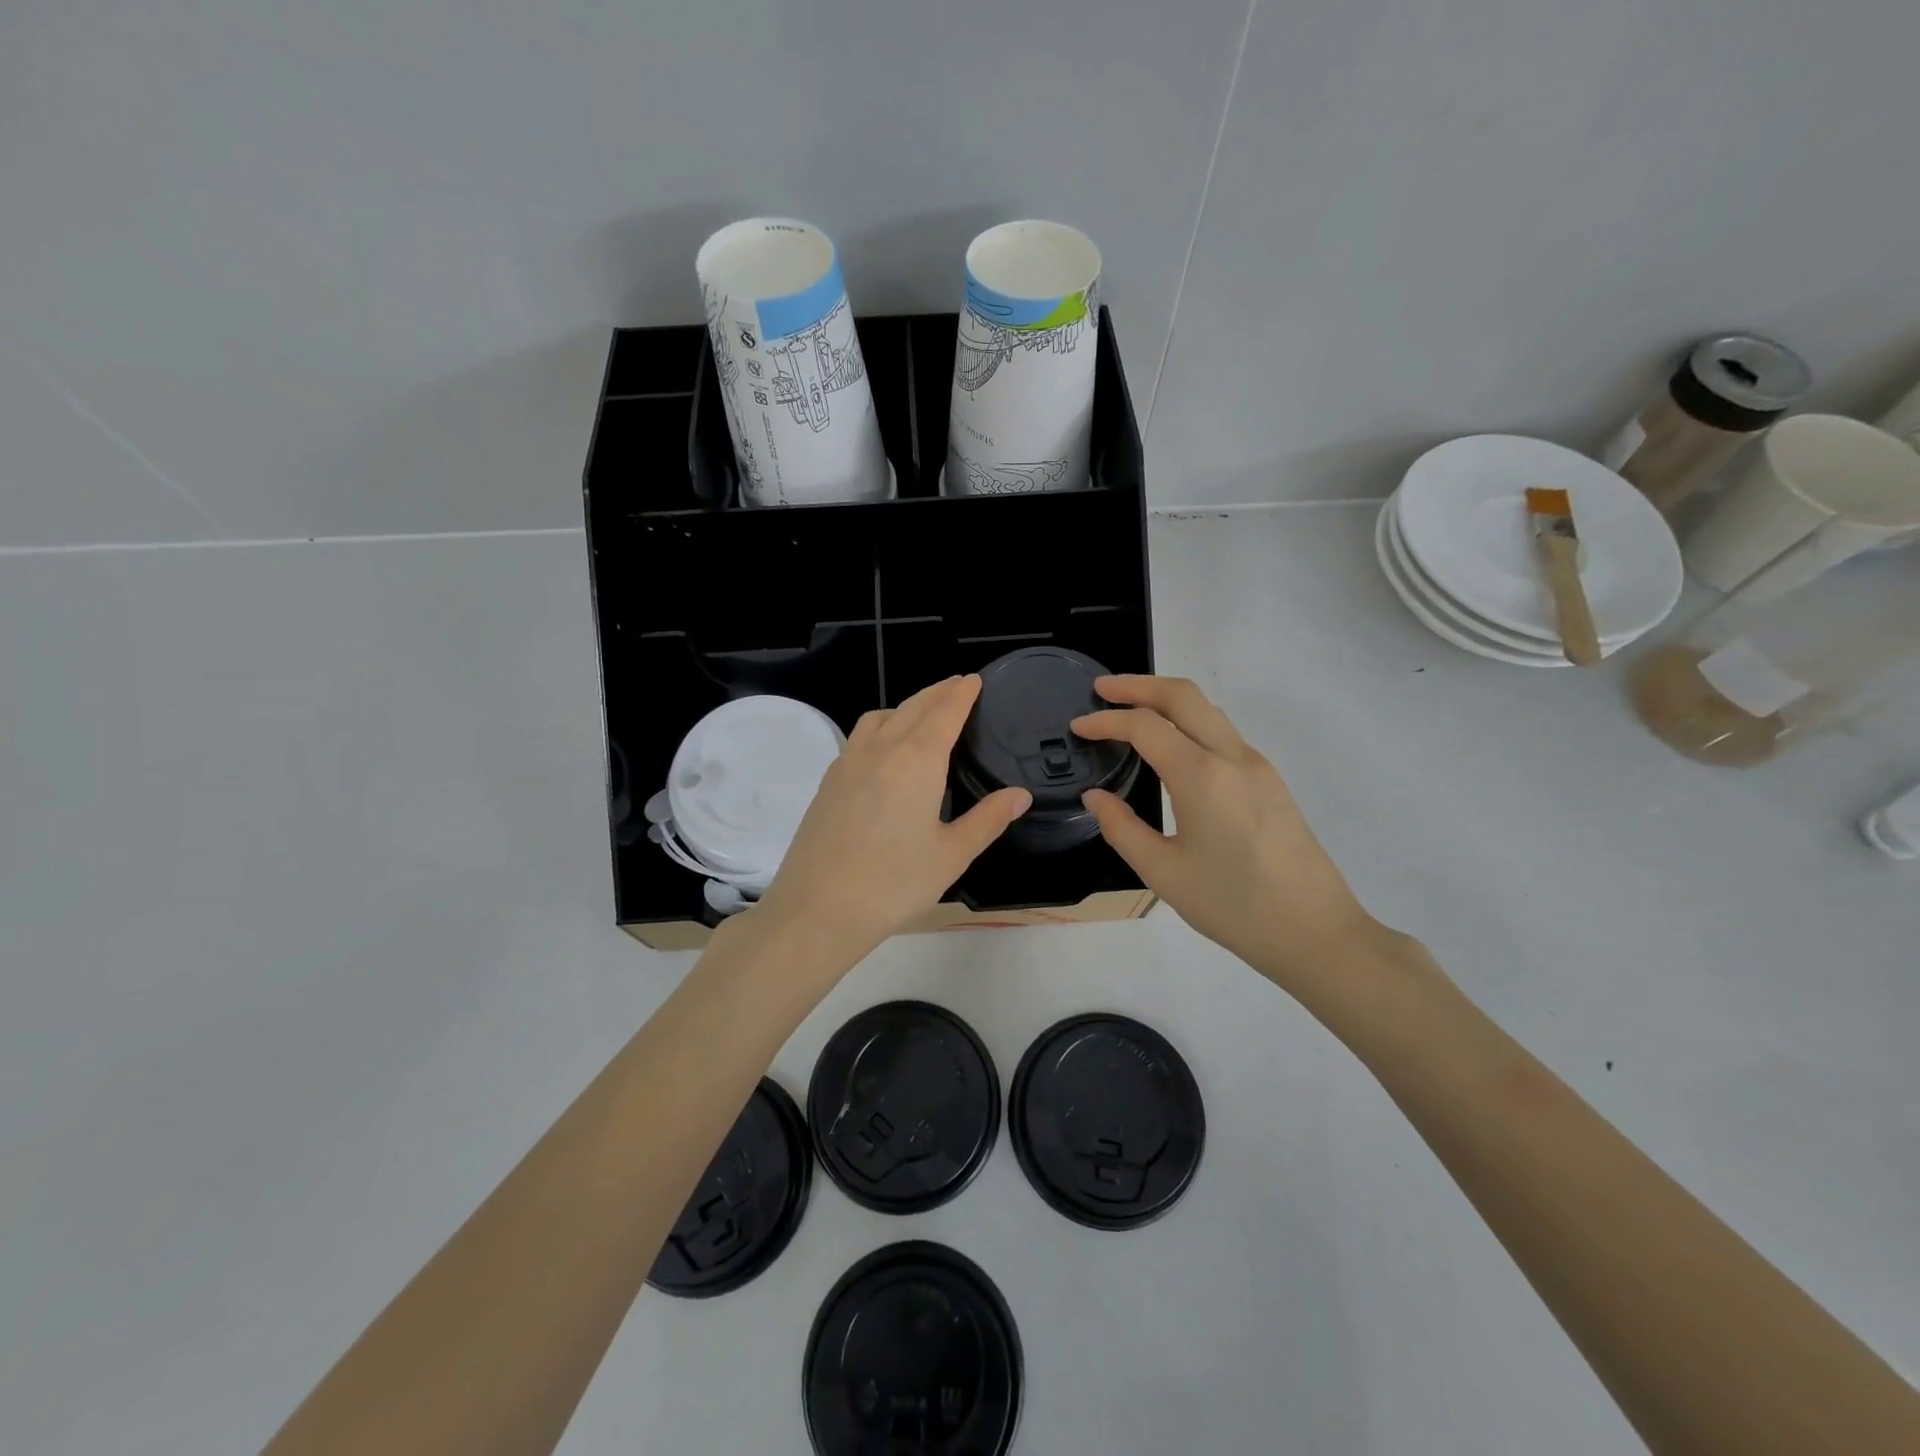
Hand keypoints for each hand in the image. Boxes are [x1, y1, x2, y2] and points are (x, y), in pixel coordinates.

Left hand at [751, 676, 1030, 967]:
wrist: (818, 909)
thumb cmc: (894, 883)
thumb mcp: (952, 854)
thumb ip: (988, 819)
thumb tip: (1019, 795)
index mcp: (917, 761)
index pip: (944, 712)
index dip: (961, 693)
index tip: (973, 679)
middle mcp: (880, 749)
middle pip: (912, 706)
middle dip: (937, 692)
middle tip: (957, 687)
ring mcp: (848, 762)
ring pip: (880, 716)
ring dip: (906, 706)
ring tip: (923, 715)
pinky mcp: (828, 781)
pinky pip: (859, 737)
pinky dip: (881, 726)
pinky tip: (885, 751)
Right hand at [1074, 676, 1383, 990]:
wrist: (1315, 932)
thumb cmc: (1232, 906)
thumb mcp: (1163, 873)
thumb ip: (1121, 827)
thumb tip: (1095, 797)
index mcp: (1202, 777)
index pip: (1145, 726)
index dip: (1106, 721)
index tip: (1077, 727)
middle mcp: (1232, 757)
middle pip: (1183, 695)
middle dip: (1138, 684)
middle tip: (1102, 689)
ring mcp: (1257, 766)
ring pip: (1208, 710)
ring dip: (1167, 700)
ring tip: (1131, 711)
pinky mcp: (1270, 780)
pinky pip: (1223, 733)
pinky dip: (1190, 722)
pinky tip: (1172, 746)